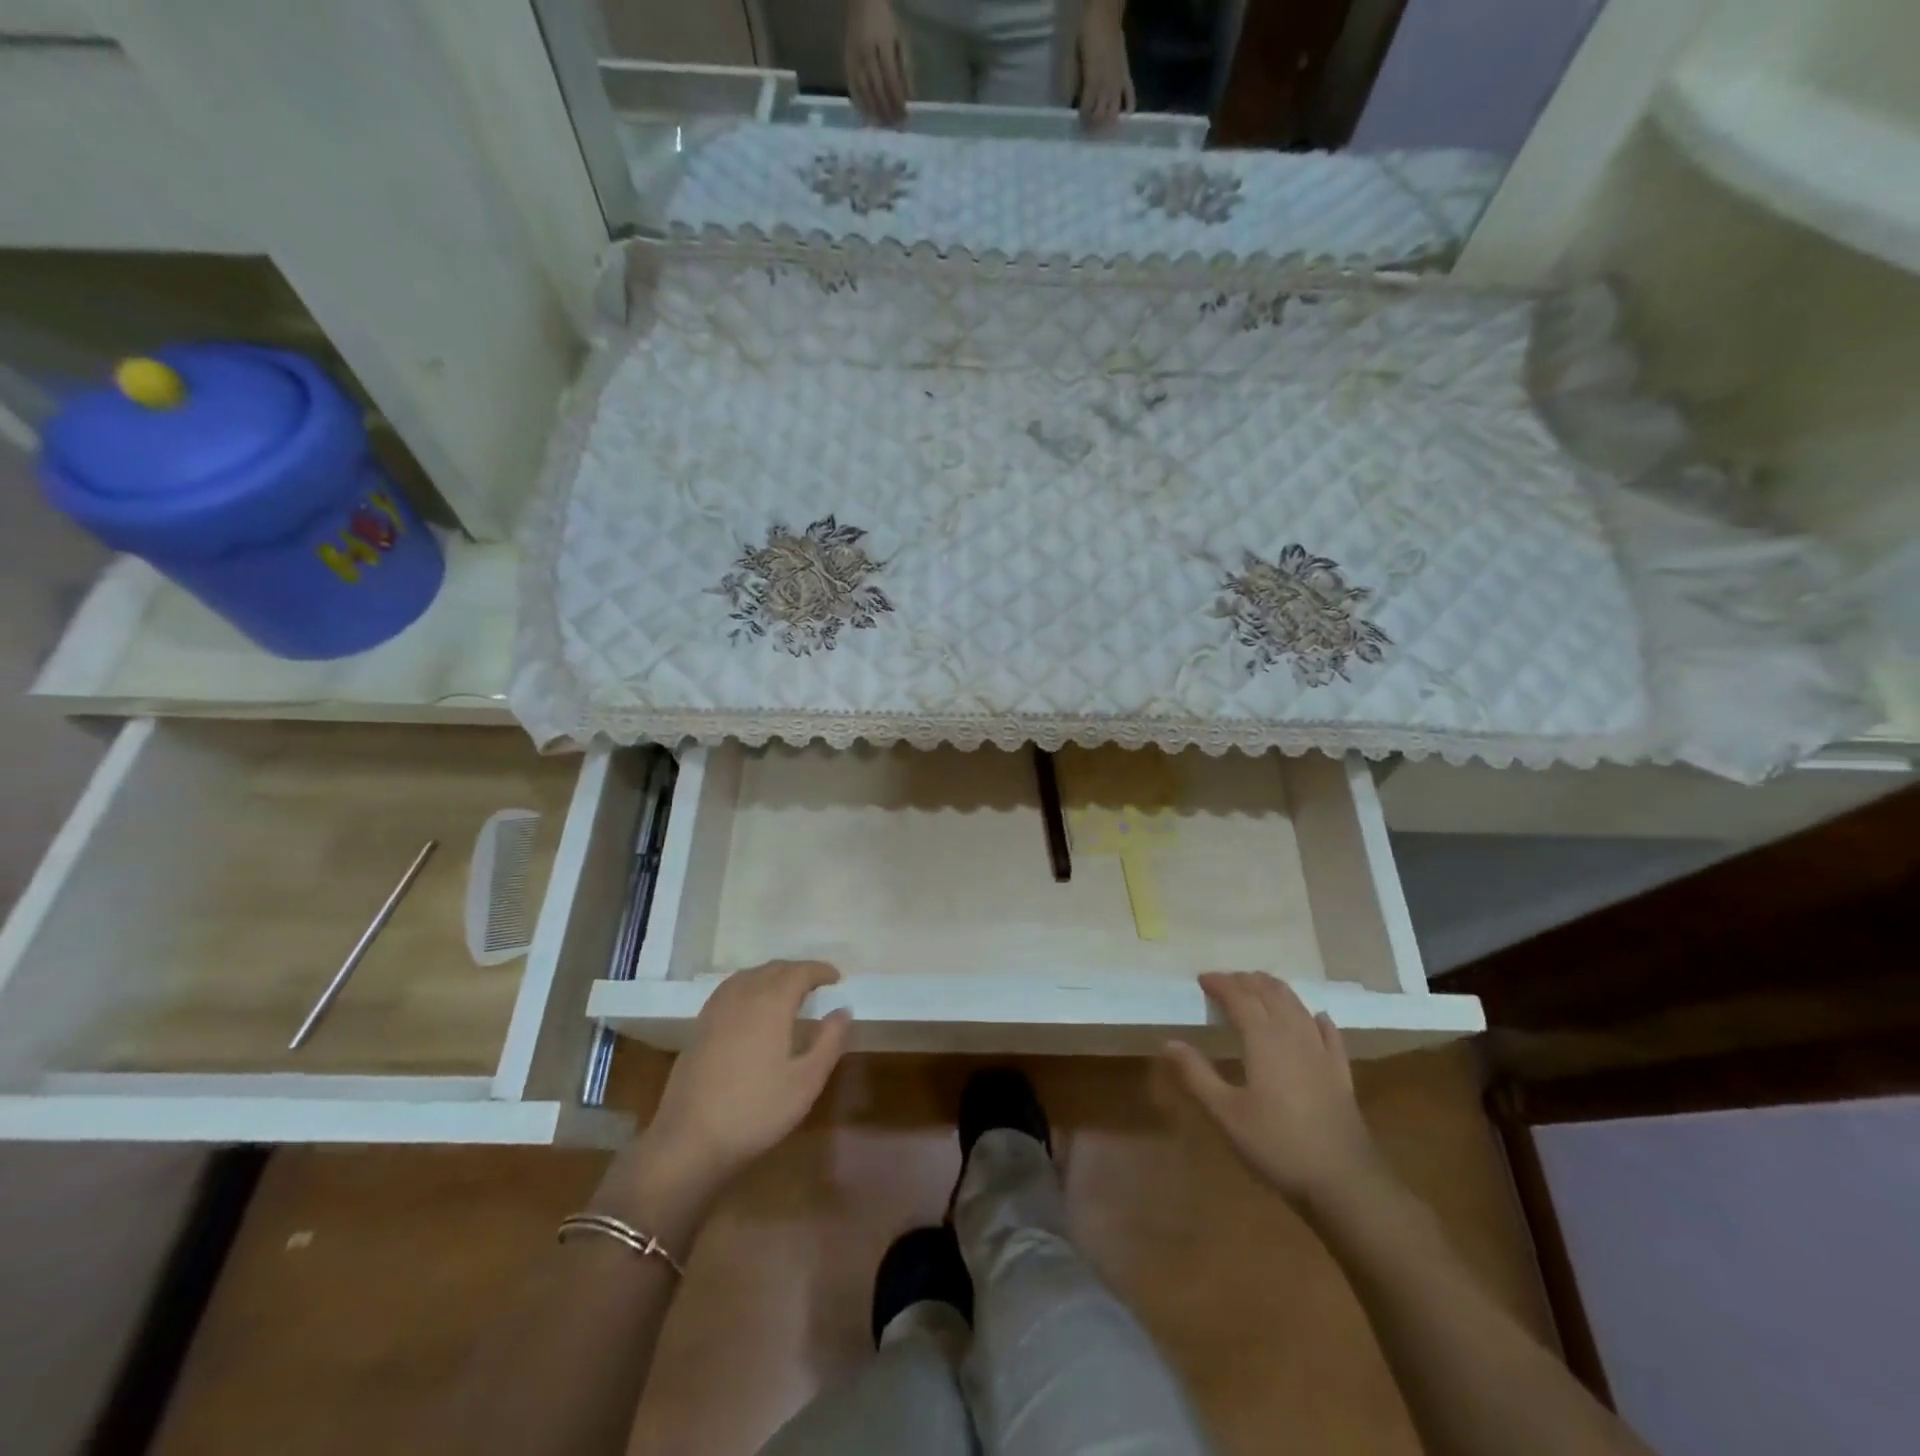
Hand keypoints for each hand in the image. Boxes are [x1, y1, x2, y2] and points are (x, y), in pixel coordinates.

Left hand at [635, 961, 851, 1199]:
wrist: (689, 1140)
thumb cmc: (755, 1110)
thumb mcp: (806, 1081)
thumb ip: (829, 1041)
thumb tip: (842, 1010)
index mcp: (771, 1003)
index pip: (799, 972)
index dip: (820, 970)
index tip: (836, 978)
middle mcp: (743, 996)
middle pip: (773, 969)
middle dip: (798, 971)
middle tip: (817, 985)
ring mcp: (716, 1010)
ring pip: (749, 976)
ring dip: (773, 976)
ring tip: (788, 992)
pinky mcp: (700, 1026)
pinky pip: (730, 990)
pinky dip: (750, 986)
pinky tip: (752, 1008)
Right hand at [846, 0, 912, 126]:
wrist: (862, 2)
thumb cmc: (886, 22)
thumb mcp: (901, 41)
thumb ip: (906, 70)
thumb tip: (910, 99)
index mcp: (882, 46)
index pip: (892, 81)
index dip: (898, 102)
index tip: (905, 118)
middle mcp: (866, 55)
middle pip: (877, 91)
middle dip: (888, 111)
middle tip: (895, 127)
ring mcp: (854, 60)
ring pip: (864, 93)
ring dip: (875, 112)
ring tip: (884, 125)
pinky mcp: (846, 64)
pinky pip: (852, 89)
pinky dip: (861, 105)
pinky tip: (868, 116)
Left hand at [1075, 0, 1134, 127]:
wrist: (1106, 13)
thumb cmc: (1087, 33)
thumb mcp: (1075, 58)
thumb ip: (1075, 81)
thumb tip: (1073, 100)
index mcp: (1092, 82)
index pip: (1086, 110)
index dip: (1081, 118)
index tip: (1076, 124)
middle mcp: (1106, 86)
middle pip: (1100, 115)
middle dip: (1093, 124)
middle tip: (1087, 128)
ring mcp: (1117, 82)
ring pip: (1113, 111)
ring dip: (1107, 121)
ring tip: (1102, 126)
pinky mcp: (1126, 75)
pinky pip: (1130, 95)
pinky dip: (1129, 107)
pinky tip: (1126, 116)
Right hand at [1164, 972, 1384, 1211]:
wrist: (1345, 1183)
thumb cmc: (1277, 1145)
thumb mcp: (1226, 1114)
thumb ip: (1196, 1075)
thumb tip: (1169, 1043)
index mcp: (1263, 1039)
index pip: (1239, 997)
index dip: (1220, 984)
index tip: (1202, 979)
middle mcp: (1294, 1035)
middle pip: (1270, 994)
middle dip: (1247, 981)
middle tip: (1226, 982)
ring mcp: (1322, 1053)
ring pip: (1298, 1007)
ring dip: (1276, 991)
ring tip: (1260, 988)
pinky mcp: (1341, 1074)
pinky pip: (1330, 1034)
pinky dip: (1317, 1019)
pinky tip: (1316, 1018)